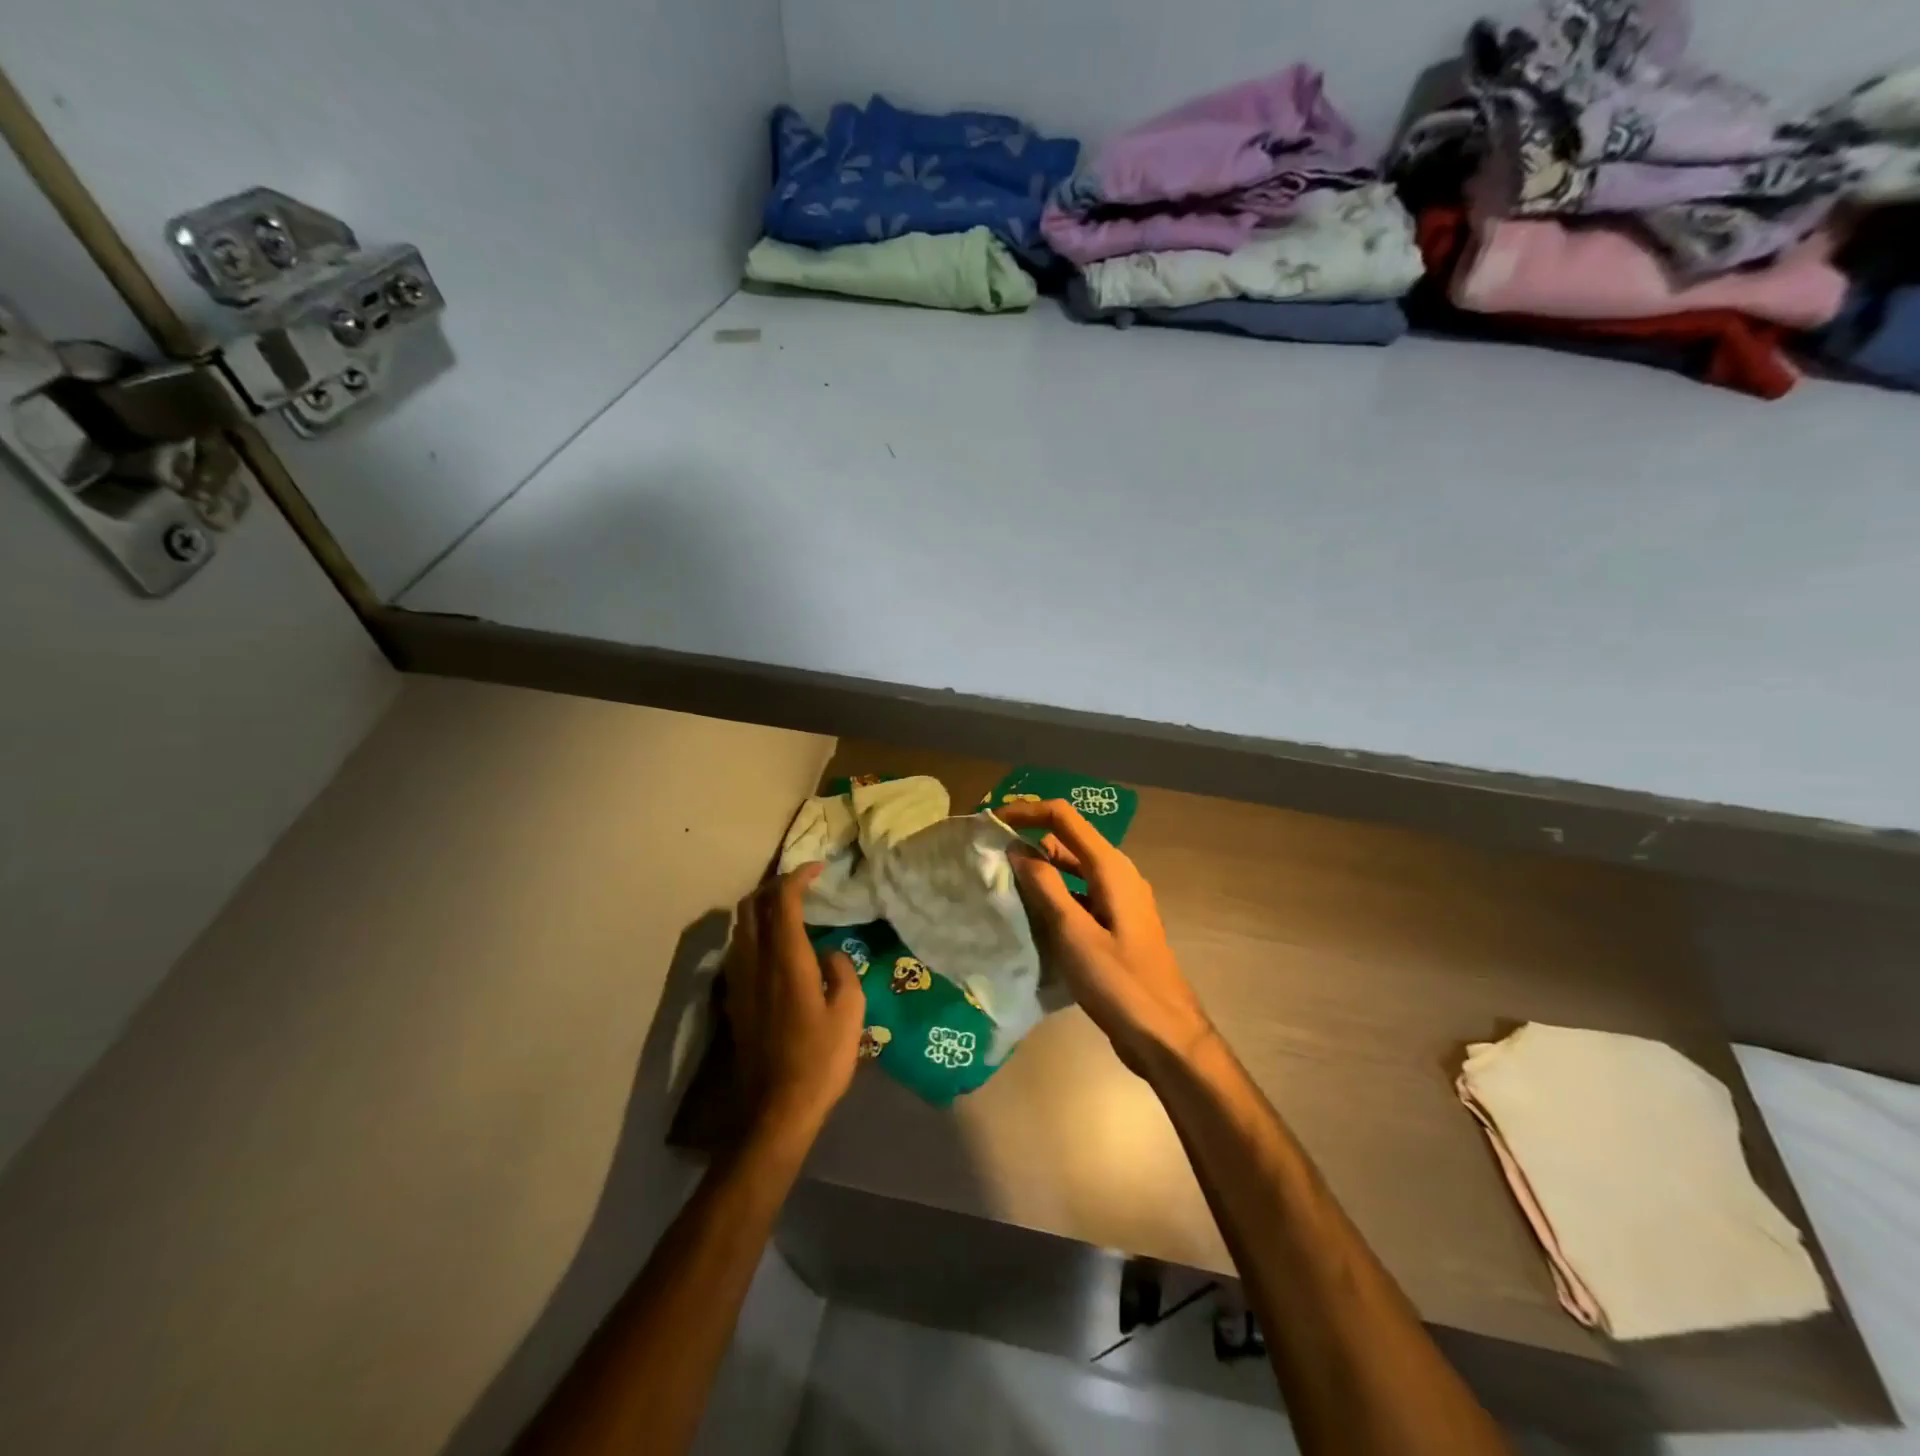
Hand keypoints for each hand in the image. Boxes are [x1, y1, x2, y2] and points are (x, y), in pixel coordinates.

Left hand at [723, 865, 866, 1145]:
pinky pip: (738, 949)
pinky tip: (774, 947)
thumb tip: (829, 955)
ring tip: (788, 911)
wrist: (774, 1111)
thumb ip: (841, 973)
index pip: (782, 902)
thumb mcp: (850, 1014)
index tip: (817, 868)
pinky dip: (754, 932)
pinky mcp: (734, 1000)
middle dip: (774, 886)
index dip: (797, 877)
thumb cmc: (819, 1061)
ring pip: (740, 927)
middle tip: (801, 886)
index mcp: (787, 961)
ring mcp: (739, 981)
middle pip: (752, 906)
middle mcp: (756, 963)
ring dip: (761, 908)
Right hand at [996, 800, 1215, 1077]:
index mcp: (1110, 868)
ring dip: (1039, 872)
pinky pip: (1078, 896)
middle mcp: (1117, 875)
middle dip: (1029, 841)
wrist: (1165, 1035)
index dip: (1026, 812)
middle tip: (989, 857)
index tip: (991, 823)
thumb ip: (1045, 887)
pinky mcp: (1115, 924)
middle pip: (1067, 841)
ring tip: (1000, 884)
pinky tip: (1028, 917)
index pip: (1064, 818)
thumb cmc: (1119, 983)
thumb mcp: (1074, 933)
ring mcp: (1118, 900)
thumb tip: (1018, 849)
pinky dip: (1053, 897)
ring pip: (1071, 871)